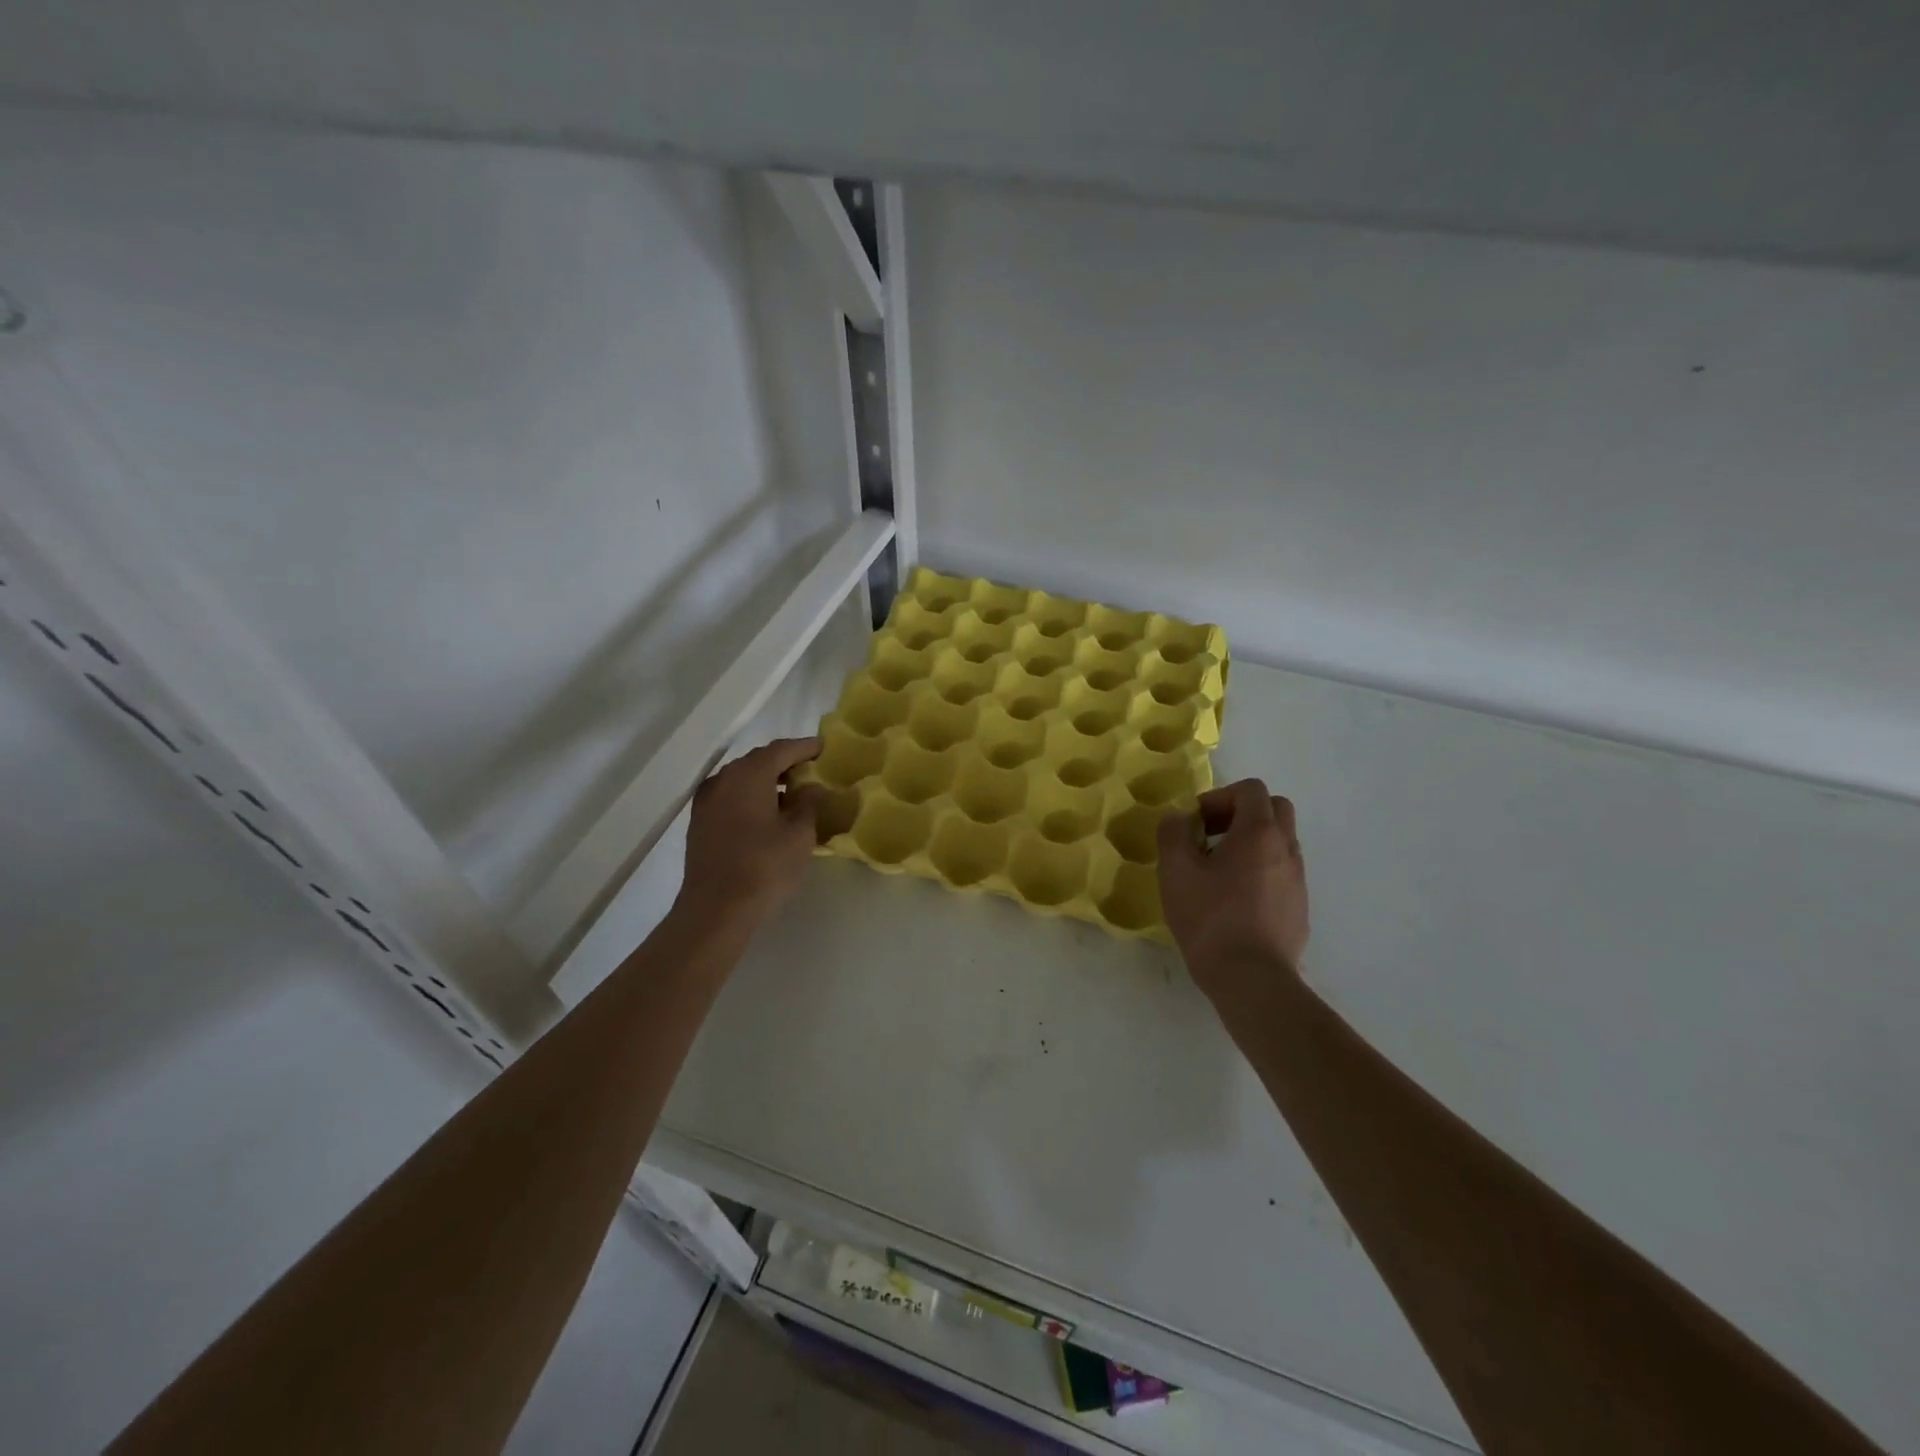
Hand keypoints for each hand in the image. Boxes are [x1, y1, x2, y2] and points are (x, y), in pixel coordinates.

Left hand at [675, 737, 823, 928]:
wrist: (715, 909)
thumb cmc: (764, 867)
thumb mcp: (799, 834)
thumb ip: (809, 803)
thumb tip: (811, 787)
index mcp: (749, 775)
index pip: (782, 749)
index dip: (805, 747)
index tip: (824, 748)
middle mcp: (724, 779)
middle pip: (759, 760)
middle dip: (786, 762)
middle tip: (811, 770)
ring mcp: (707, 800)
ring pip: (742, 778)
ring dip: (767, 780)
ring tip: (792, 793)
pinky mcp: (700, 821)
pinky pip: (730, 796)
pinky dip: (751, 795)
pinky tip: (766, 813)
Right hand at [1156, 779, 1309, 999]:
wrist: (1252, 979)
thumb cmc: (1210, 918)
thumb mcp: (1175, 871)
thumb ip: (1173, 833)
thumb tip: (1179, 818)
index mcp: (1259, 833)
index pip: (1251, 789)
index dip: (1219, 797)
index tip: (1196, 823)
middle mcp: (1286, 849)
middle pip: (1274, 809)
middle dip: (1241, 814)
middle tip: (1211, 837)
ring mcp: (1298, 880)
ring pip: (1279, 843)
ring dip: (1251, 844)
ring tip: (1218, 872)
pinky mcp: (1299, 909)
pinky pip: (1281, 874)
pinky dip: (1260, 872)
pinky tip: (1234, 901)